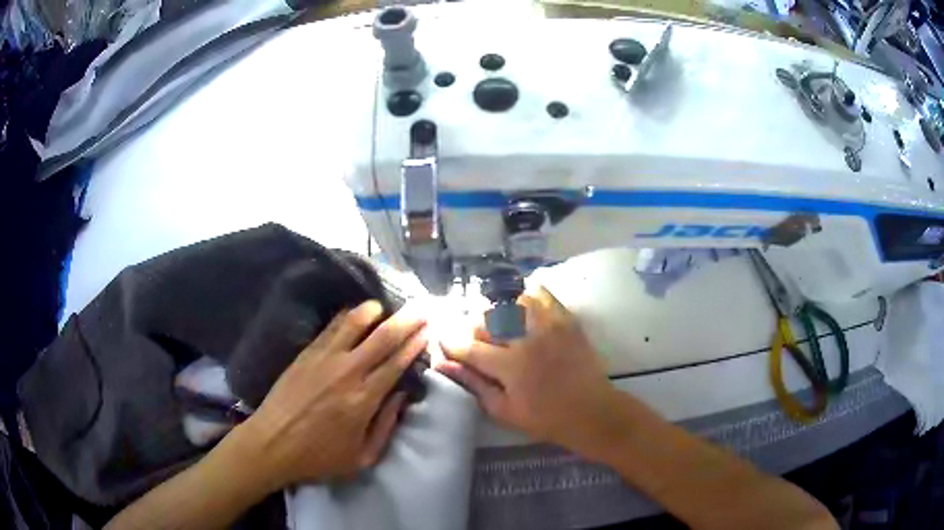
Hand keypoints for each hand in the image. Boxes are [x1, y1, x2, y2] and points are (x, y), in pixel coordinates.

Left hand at [235, 301, 426, 489]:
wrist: (272, 444)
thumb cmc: (318, 457)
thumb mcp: (362, 458)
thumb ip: (386, 427)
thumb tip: (401, 396)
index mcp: (364, 399)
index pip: (396, 363)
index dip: (414, 344)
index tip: (428, 330)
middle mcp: (347, 372)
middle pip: (382, 337)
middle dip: (406, 321)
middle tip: (420, 308)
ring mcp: (324, 359)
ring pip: (354, 323)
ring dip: (374, 311)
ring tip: (384, 305)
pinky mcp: (306, 354)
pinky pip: (331, 328)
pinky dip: (347, 317)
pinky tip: (354, 313)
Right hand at [437, 287, 618, 454]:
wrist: (592, 411)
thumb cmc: (545, 418)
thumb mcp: (504, 410)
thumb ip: (473, 384)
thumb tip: (442, 365)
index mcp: (510, 366)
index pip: (469, 346)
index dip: (451, 343)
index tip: (444, 341)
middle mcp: (527, 338)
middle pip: (487, 319)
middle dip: (473, 329)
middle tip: (475, 341)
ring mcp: (549, 324)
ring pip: (510, 301)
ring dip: (497, 312)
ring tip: (498, 327)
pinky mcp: (566, 318)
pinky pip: (541, 293)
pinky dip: (525, 294)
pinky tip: (520, 306)